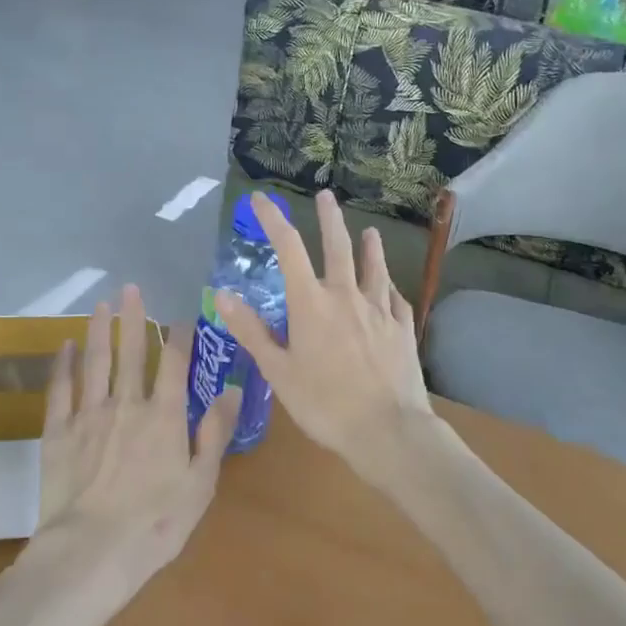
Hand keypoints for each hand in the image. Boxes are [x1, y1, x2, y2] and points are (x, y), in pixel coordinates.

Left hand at [34, 284, 238, 578]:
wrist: (90, 552)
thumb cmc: (154, 524)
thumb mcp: (200, 484)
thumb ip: (215, 433)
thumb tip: (232, 388)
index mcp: (165, 416)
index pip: (176, 363)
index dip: (180, 335)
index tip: (182, 315)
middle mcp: (128, 403)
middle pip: (132, 351)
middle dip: (133, 318)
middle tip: (130, 288)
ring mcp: (90, 414)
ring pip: (95, 361)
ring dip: (99, 330)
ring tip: (100, 305)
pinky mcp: (59, 431)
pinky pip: (61, 389)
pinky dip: (63, 365)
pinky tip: (64, 347)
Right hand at [215, 190, 432, 470]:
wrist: (388, 429)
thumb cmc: (324, 404)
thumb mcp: (278, 371)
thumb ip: (252, 331)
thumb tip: (222, 294)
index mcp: (311, 303)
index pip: (289, 249)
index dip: (273, 220)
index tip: (261, 199)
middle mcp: (346, 296)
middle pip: (337, 247)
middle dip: (330, 218)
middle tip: (326, 195)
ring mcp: (379, 310)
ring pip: (373, 268)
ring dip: (369, 247)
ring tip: (370, 231)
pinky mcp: (402, 329)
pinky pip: (395, 299)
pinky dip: (389, 287)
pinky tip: (390, 288)